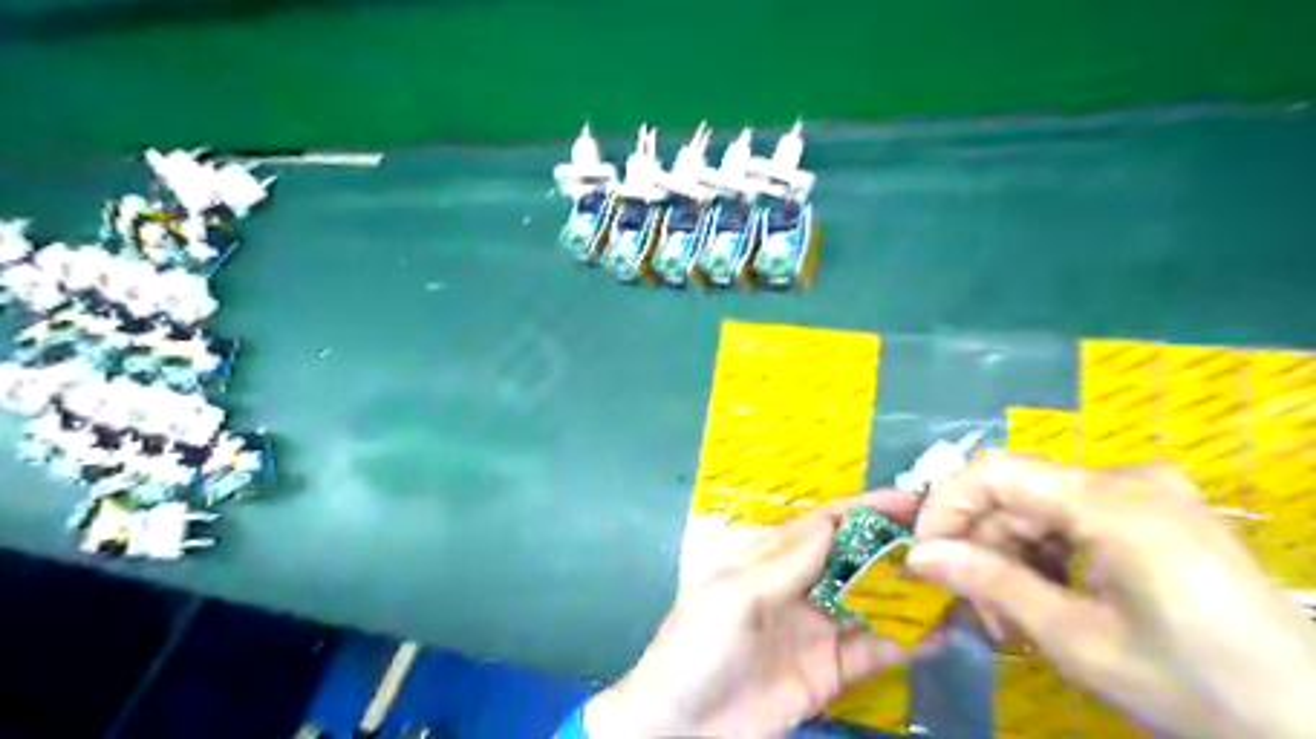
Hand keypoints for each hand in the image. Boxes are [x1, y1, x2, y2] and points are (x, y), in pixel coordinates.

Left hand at [584, 493, 923, 734]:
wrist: (680, 729)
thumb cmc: (697, 648)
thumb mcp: (734, 595)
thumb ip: (786, 563)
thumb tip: (834, 522)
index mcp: (769, 559)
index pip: (824, 523)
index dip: (865, 509)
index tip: (913, 500)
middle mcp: (798, 587)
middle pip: (854, 559)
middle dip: (895, 548)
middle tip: (949, 541)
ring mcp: (816, 630)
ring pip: (870, 602)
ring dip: (908, 593)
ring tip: (958, 583)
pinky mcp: (830, 672)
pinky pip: (873, 650)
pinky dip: (906, 641)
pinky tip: (940, 633)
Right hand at [912, 450, 1314, 738]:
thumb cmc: (1196, 686)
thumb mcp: (1077, 639)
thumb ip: (990, 584)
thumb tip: (918, 556)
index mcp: (1111, 500)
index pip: (992, 471)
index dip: (943, 506)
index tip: (924, 555)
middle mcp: (1126, 478)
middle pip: (1015, 493)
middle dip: (981, 547)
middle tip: (974, 607)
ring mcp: (1145, 491)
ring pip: (1039, 507)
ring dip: (1011, 556)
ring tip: (1009, 615)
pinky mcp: (1154, 511)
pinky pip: (1073, 517)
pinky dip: (1046, 554)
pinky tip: (1048, 597)